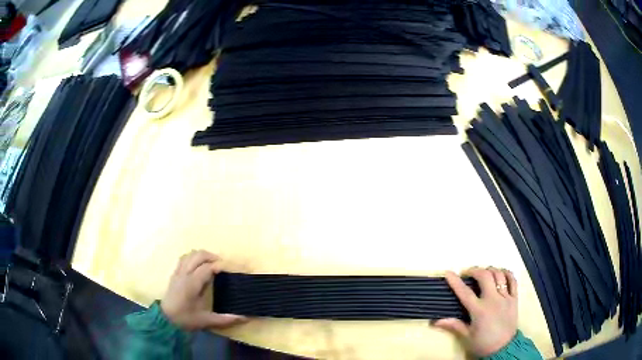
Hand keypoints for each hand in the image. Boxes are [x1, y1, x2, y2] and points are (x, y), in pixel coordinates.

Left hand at [161, 250, 246, 330]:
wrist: (165, 320)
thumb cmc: (185, 319)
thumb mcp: (206, 320)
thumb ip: (225, 318)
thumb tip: (243, 317)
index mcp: (192, 284)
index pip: (207, 267)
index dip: (218, 266)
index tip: (228, 269)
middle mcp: (184, 274)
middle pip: (197, 255)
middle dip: (211, 256)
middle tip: (221, 264)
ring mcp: (178, 273)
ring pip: (189, 255)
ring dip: (201, 255)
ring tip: (211, 263)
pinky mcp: (174, 274)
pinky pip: (183, 259)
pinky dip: (192, 258)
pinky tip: (198, 266)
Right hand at [433, 267, 517, 356]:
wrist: (504, 348)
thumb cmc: (483, 343)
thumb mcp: (467, 336)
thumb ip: (454, 325)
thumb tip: (435, 321)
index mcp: (479, 310)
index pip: (465, 292)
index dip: (455, 281)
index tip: (448, 273)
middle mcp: (493, 300)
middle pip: (485, 277)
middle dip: (475, 270)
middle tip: (468, 273)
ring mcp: (505, 298)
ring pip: (499, 275)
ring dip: (490, 270)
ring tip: (484, 272)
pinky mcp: (514, 299)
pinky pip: (513, 281)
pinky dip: (507, 273)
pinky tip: (501, 273)